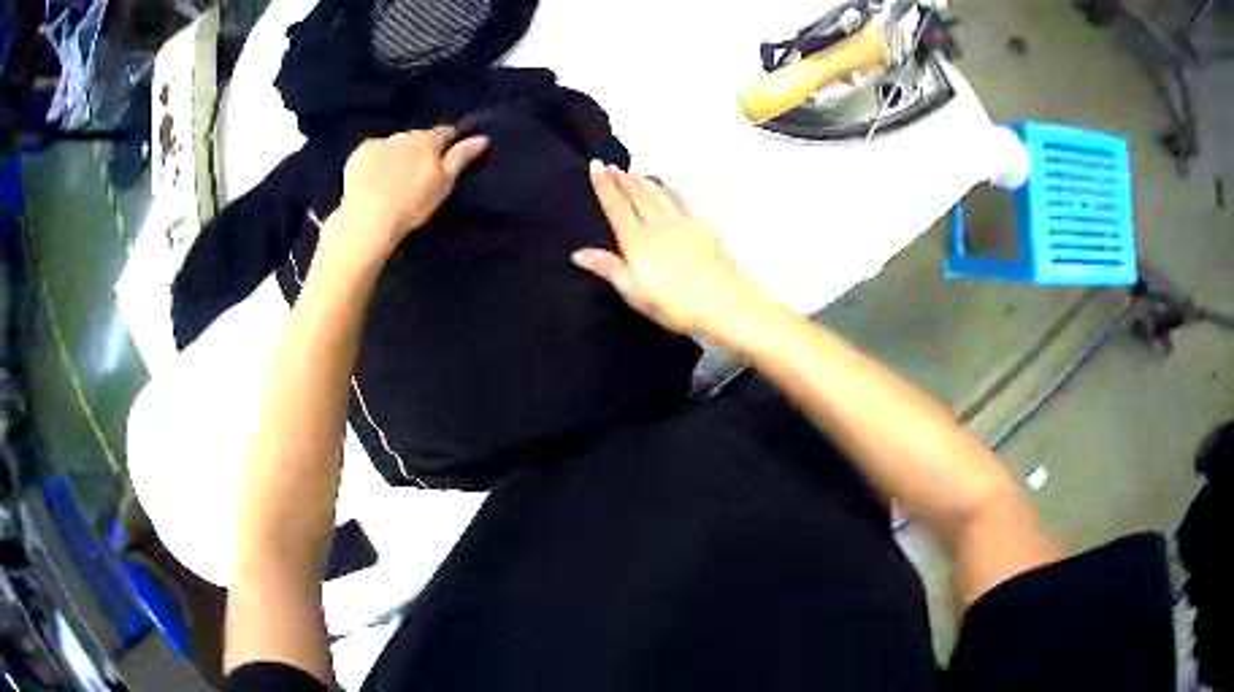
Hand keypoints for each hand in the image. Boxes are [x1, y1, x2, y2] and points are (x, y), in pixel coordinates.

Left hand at [335, 125, 488, 253]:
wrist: (368, 218)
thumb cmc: (412, 203)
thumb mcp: (444, 183)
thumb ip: (461, 157)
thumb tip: (482, 137)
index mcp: (428, 140)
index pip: (446, 132)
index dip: (450, 142)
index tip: (449, 155)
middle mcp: (404, 135)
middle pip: (418, 138)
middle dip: (420, 150)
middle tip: (419, 175)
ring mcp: (379, 143)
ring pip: (394, 144)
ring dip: (398, 154)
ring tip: (394, 180)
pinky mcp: (358, 155)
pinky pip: (372, 152)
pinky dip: (375, 160)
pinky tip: (373, 179)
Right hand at [573, 162, 772, 339]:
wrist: (723, 302)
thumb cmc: (675, 305)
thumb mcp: (635, 293)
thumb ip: (609, 268)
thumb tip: (578, 252)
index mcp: (636, 241)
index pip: (616, 207)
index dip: (604, 186)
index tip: (595, 166)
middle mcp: (657, 225)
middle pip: (636, 196)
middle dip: (621, 179)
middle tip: (611, 165)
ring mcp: (682, 223)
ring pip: (657, 195)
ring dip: (642, 181)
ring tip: (632, 171)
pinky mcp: (702, 226)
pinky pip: (681, 201)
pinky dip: (670, 190)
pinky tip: (667, 186)